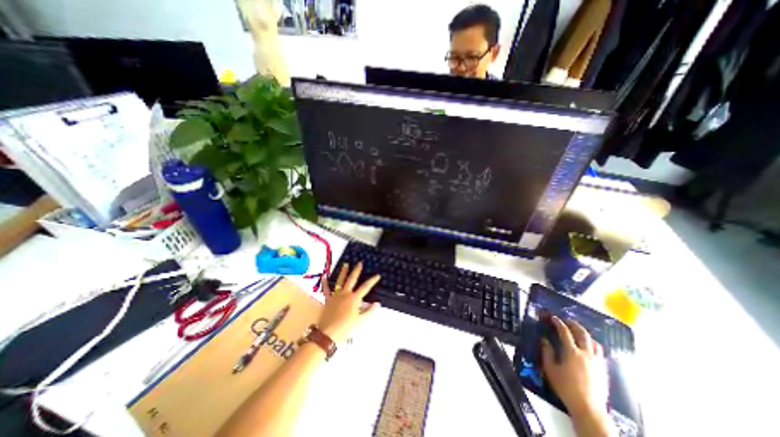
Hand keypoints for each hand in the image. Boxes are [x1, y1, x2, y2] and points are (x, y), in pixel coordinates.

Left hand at [313, 262, 380, 343]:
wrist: (328, 334)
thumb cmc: (346, 327)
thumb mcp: (361, 321)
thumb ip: (370, 311)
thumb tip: (377, 303)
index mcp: (354, 298)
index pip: (366, 287)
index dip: (372, 280)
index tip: (377, 275)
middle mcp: (345, 294)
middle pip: (352, 279)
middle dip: (357, 270)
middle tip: (359, 263)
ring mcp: (336, 295)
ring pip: (340, 281)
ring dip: (343, 272)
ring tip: (345, 264)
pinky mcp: (328, 300)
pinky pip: (326, 289)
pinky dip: (325, 283)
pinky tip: (324, 276)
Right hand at [545, 316, 608, 413]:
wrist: (588, 408)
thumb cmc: (566, 387)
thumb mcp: (550, 369)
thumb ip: (547, 352)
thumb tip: (544, 340)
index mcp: (572, 352)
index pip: (564, 332)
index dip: (558, 323)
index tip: (553, 317)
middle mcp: (586, 354)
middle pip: (582, 334)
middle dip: (574, 325)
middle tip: (567, 320)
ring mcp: (597, 362)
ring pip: (594, 342)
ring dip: (586, 334)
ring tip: (579, 332)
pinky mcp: (603, 370)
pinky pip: (600, 352)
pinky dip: (593, 345)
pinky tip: (589, 348)